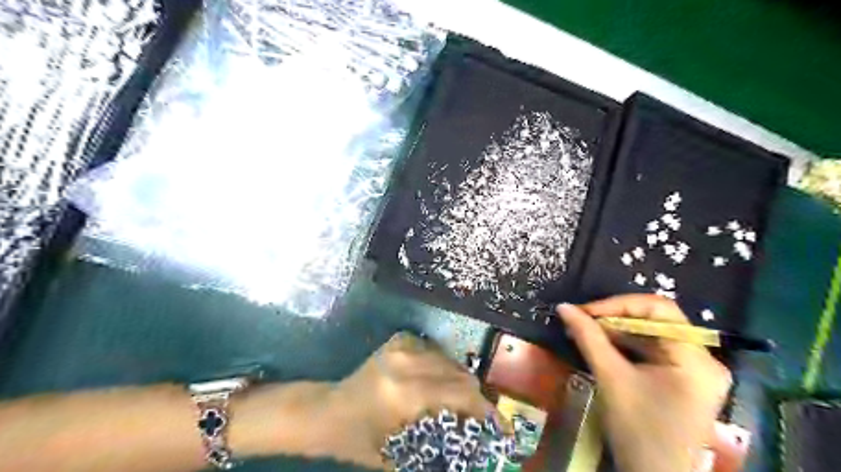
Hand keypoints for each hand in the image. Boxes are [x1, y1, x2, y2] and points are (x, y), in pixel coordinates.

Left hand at [330, 333, 505, 469]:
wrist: (326, 410)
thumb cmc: (357, 438)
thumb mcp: (395, 455)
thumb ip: (436, 449)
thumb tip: (470, 455)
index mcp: (404, 393)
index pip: (459, 394)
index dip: (484, 409)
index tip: (500, 424)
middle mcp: (406, 363)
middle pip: (458, 373)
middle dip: (475, 395)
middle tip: (481, 415)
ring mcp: (400, 348)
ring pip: (448, 360)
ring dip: (460, 380)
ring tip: (462, 400)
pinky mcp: (397, 341)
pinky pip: (433, 350)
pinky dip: (442, 365)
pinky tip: (439, 380)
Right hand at [560, 295, 733, 470]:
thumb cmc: (638, 432)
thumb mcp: (611, 378)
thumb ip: (588, 337)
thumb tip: (564, 306)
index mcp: (695, 359)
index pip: (659, 309)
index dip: (619, 304)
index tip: (585, 311)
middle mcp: (703, 359)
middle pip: (657, 320)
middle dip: (616, 317)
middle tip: (582, 320)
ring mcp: (695, 370)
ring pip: (652, 334)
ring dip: (618, 330)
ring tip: (587, 331)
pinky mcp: (684, 379)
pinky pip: (653, 350)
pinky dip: (627, 345)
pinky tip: (603, 345)